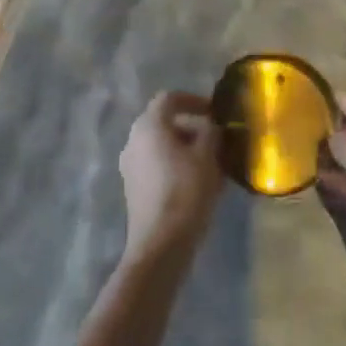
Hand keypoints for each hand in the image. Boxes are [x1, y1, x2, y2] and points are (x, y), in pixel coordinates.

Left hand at [119, 91, 222, 262]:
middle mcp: (134, 140)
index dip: (193, 100)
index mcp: (149, 125)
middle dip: (191, 129)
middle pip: (164, 123)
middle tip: (215, 141)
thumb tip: (210, 126)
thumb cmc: (185, 191)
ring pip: (161, 147)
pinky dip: (175, 167)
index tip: (214, 112)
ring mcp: (130, 166)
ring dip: (184, 150)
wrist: (159, 246)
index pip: (170, 99)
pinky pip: (156, 167)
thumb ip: (210, 132)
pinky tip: (196, 185)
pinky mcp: (133, 190)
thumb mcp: (207, 156)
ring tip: (210, 166)